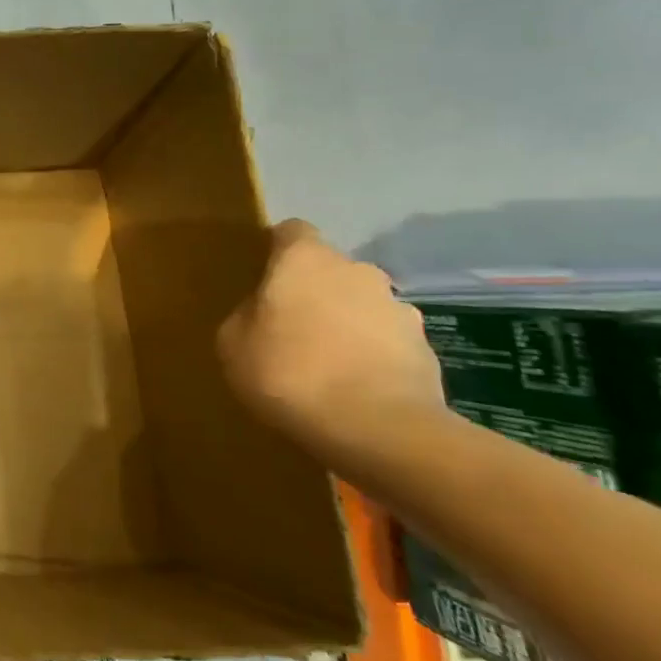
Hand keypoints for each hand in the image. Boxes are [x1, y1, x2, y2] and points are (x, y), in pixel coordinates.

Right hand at [218, 219, 445, 454]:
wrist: (378, 429)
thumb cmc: (288, 372)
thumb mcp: (233, 342)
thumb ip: (247, 315)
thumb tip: (263, 312)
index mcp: (306, 259)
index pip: (291, 231)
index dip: (277, 249)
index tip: (264, 275)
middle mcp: (358, 271)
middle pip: (330, 270)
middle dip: (314, 291)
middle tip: (291, 326)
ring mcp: (400, 309)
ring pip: (362, 305)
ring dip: (347, 323)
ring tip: (327, 364)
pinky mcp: (427, 350)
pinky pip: (388, 343)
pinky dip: (372, 356)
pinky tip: (355, 389)